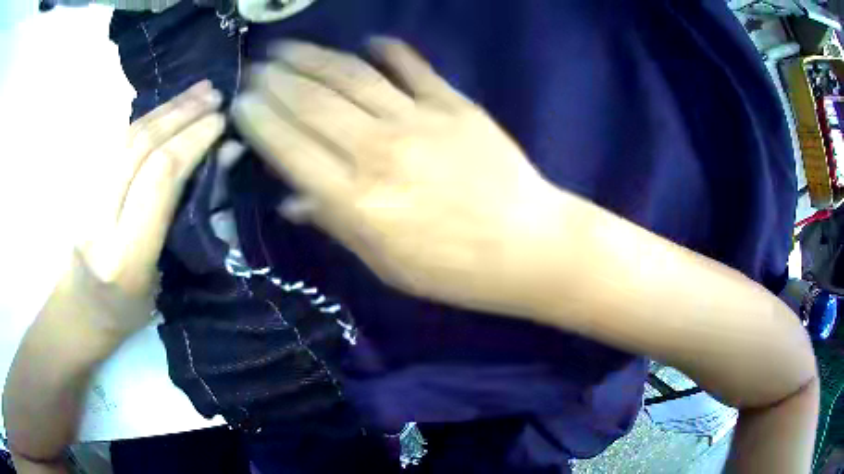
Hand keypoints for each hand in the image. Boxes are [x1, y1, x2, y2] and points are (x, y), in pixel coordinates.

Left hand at [76, 81, 223, 336]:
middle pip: (140, 148)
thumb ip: (186, 217)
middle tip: (214, 95)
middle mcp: (99, 221)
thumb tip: (221, 158)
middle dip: (181, 115)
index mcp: (125, 256)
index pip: (159, 178)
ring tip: (197, 91)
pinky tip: (167, 108)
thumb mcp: (164, 276)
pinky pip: (116, 141)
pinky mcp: (80, 184)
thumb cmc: (128, 309)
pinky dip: (147, 118)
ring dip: (165, 108)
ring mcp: (83, 198)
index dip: (192, 141)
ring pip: (126, 137)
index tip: (222, 122)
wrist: (79, 309)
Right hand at [233, 39, 568, 312]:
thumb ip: (335, 224)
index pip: (289, 147)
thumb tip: (293, 197)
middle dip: (276, 80)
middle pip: (312, 103)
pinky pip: (412, 67)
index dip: (259, 120)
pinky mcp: (454, 104)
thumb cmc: (453, 269)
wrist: (527, 245)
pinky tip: (368, 42)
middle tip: (255, 66)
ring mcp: (418, 120)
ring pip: (350, 76)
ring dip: (313, 57)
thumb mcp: (385, 264)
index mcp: (356, 200)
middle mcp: (377, 150)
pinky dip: (387, 51)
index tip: (241, 101)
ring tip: (287, 46)